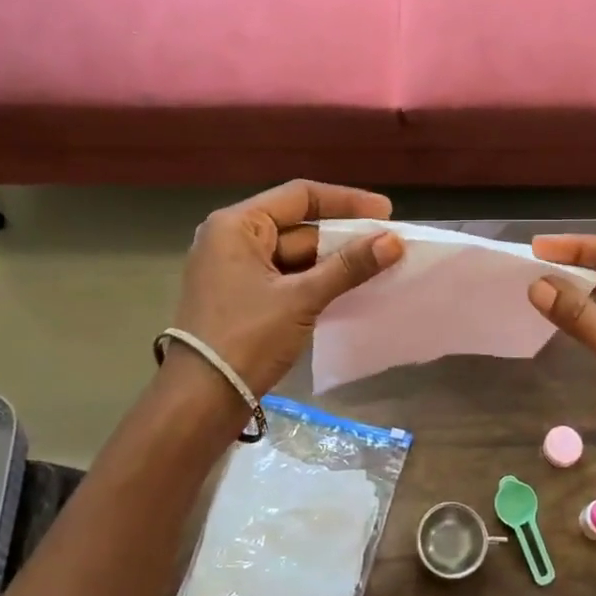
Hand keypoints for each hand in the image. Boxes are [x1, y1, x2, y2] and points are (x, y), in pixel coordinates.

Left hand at [171, 181, 403, 394]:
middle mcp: (231, 239)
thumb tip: (394, 241)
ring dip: (333, 261)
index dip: (346, 202)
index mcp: (236, 225)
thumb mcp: (301, 298)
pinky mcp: (243, 298)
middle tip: (388, 244)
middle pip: (298, 226)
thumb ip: (348, 267)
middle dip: (343, 236)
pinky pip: (287, 278)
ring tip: (378, 266)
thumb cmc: (247, 338)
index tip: (386, 212)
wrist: (201, 399)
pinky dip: (316, 281)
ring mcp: (235, 270)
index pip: (299, 196)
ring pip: (294, 255)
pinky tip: (350, 288)